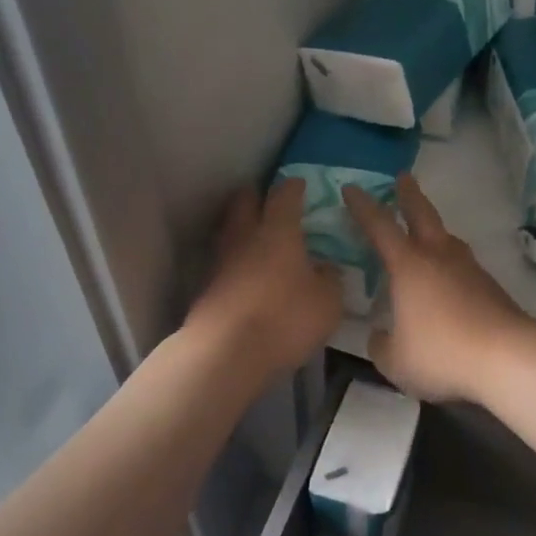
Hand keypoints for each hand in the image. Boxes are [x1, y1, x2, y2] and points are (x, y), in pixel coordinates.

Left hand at [188, 180, 342, 376]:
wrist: (225, 352)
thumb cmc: (284, 318)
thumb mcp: (327, 302)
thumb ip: (330, 279)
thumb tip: (326, 268)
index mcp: (278, 231)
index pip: (284, 195)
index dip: (293, 187)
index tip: (299, 184)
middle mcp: (245, 237)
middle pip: (243, 202)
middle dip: (256, 196)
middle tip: (269, 200)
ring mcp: (220, 262)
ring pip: (229, 231)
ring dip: (241, 229)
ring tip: (257, 239)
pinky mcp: (206, 288)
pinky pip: (223, 263)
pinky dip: (234, 262)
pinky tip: (246, 275)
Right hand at [345, 175, 532, 403]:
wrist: (508, 357)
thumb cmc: (442, 352)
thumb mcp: (396, 360)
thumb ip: (381, 345)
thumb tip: (379, 336)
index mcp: (408, 266)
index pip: (379, 226)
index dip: (362, 207)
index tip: (351, 188)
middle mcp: (438, 257)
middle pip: (422, 214)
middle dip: (409, 195)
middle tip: (402, 177)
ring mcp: (468, 269)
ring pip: (447, 238)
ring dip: (433, 228)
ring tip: (425, 231)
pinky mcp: (490, 286)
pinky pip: (462, 264)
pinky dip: (449, 262)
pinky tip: (447, 280)